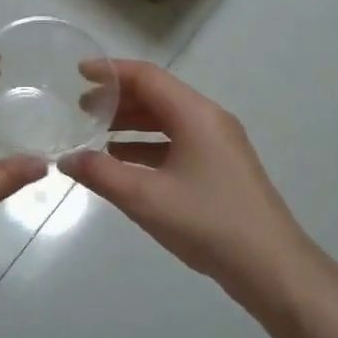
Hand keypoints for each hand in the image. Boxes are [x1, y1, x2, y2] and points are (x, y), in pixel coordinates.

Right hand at [59, 61, 326, 310]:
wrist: (270, 266)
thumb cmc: (207, 223)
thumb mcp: (146, 198)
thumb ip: (101, 174)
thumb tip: (66, 158)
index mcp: (195, 114)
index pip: (147, 77)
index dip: (111, 71)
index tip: (79, 73)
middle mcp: (209, 119)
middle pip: (158, 96)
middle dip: (118, 99)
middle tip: (80, 109)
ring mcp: (219, 144)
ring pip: (168, 121)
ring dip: (132, 124)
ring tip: (95, 135)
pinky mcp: (221, 167)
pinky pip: (178, 143)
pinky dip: (148, 146)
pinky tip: (124, 163)